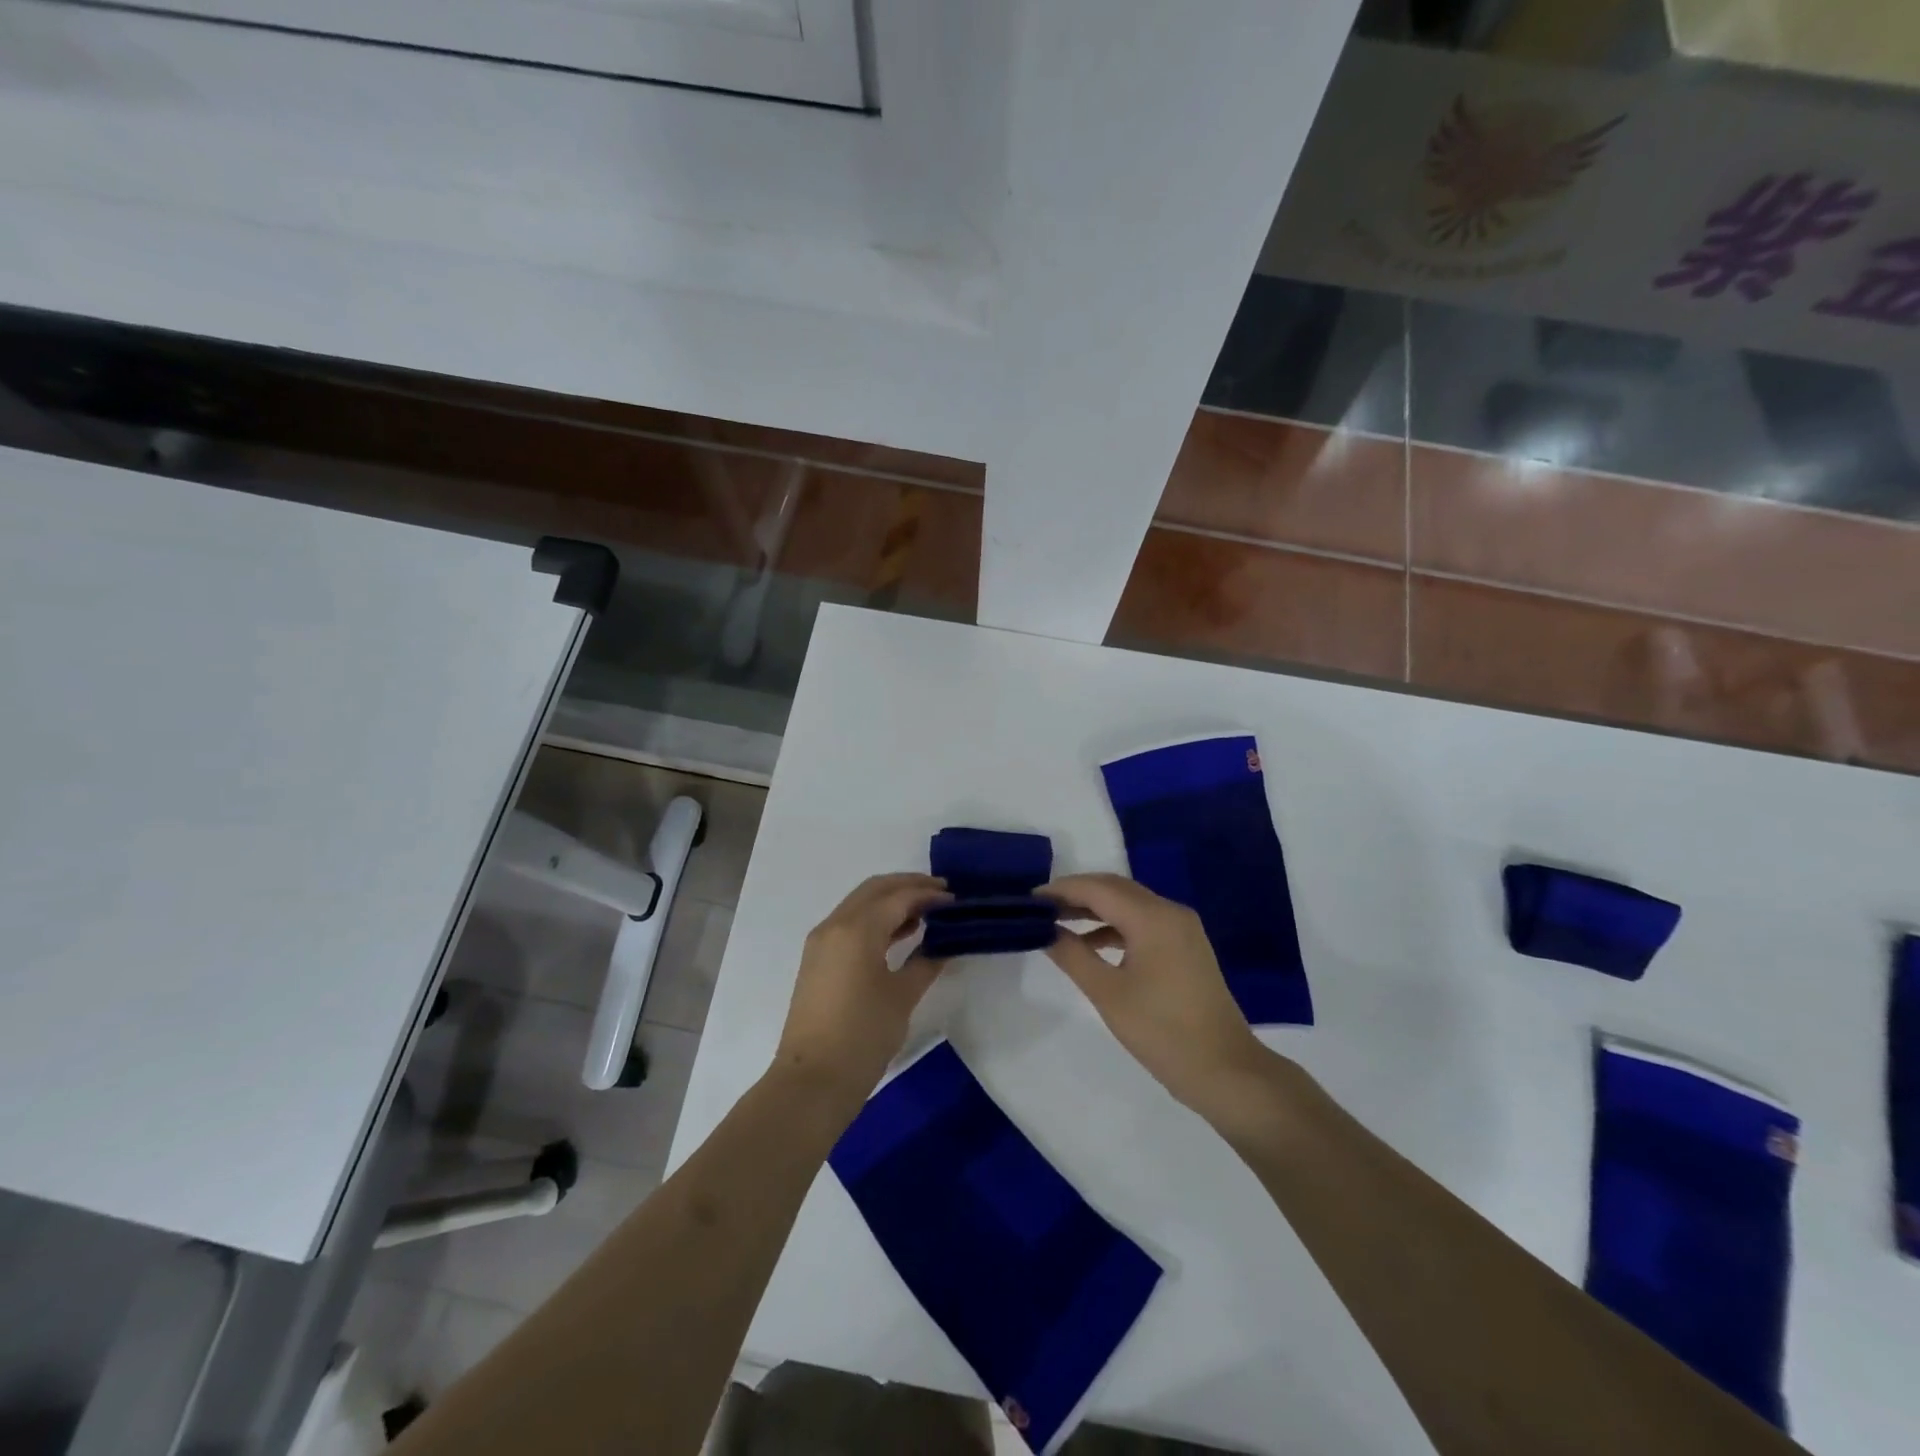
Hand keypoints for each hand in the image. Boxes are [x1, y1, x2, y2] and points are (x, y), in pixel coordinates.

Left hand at [772, 873, 951, 1109]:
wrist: (812, 1081)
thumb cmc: (862, 1036)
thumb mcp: (902, 998)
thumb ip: (925, 963)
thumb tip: (943, 946)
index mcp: (856, 929)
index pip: (898, 896)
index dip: (928, 894)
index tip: (955, 899)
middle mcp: (835, 925)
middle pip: (874, 890)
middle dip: (908, 886)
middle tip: (940, 894)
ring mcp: (821, 942)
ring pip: (860, 904)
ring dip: (890, 902)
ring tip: (926, 914)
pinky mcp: (817, 960)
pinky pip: (849, 924)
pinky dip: (875, 920)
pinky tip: (900, 935)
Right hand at [1042, 873, 1274, 1120]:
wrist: (1225, 1071)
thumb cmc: (1162, 1032)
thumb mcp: (1108, 993)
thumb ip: (1073, 955)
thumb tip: (1045, 930)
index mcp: (1153, 917)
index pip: (1097, 888)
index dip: (1061, 890)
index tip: (1029, 899)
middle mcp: (1170, 912)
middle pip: (1114, 889)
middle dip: (1076, 894)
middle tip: (1039, 908)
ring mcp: (1182, 929)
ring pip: (1129, 904)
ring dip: (1094, 909)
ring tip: (1058, 923)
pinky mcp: (1185, 947)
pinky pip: (1143, 922)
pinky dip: (1114, 927)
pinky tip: (1091, 944)